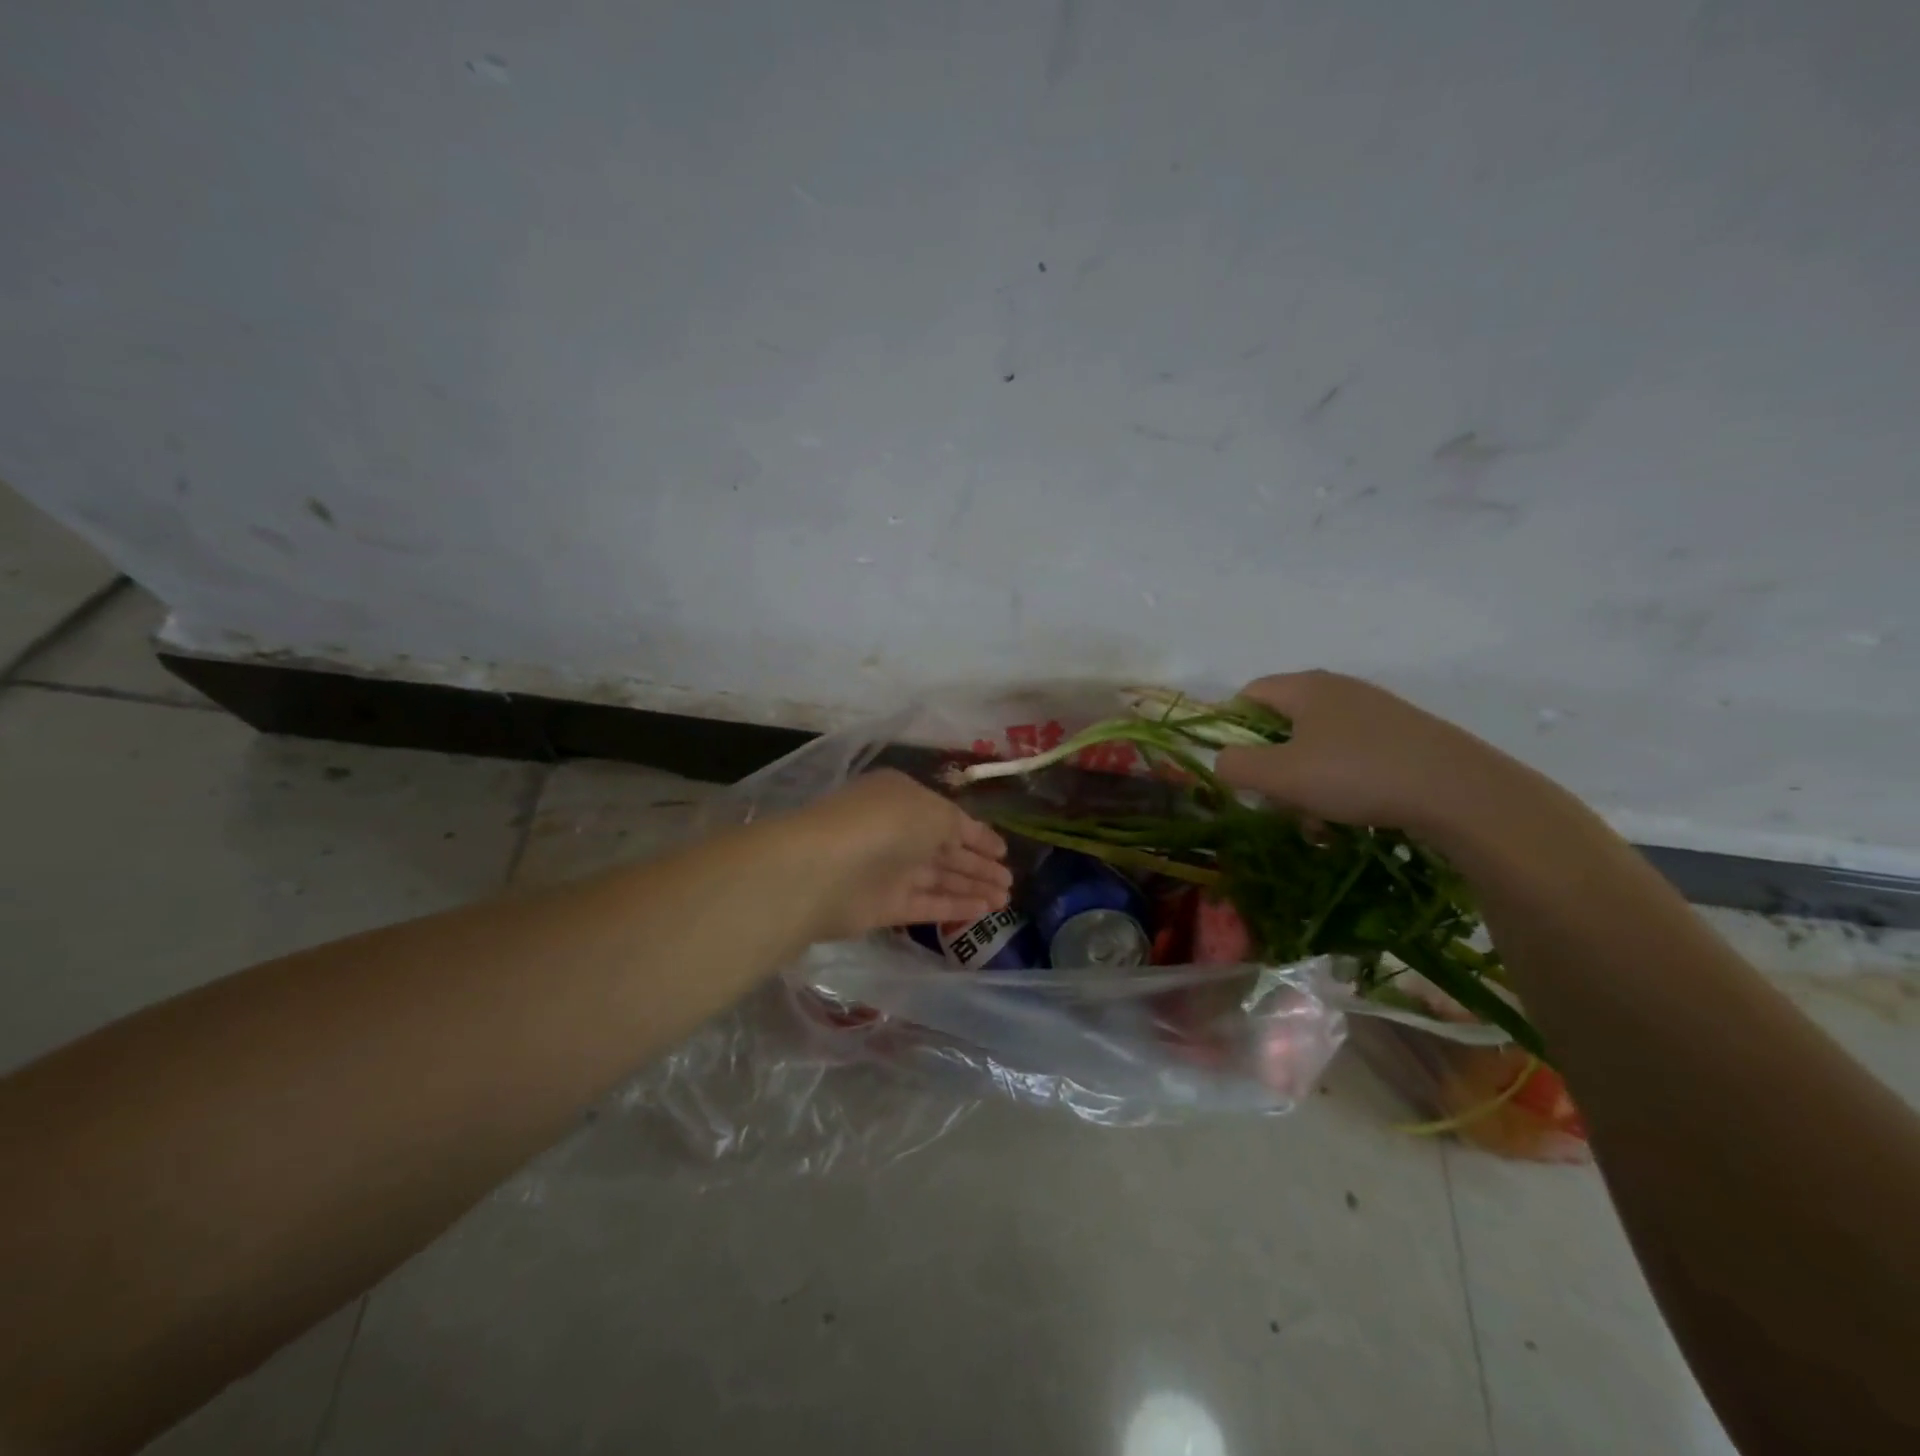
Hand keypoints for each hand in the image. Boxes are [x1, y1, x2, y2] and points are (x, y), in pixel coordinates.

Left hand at [784, 770, 1011, 941]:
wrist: (826, 869)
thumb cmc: (885, 824)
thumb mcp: (932, 811)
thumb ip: (956, 826)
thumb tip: (967, 838)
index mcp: (904, 799)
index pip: (949, 818)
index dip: (978, 835)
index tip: (1003, 851)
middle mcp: (896, 832)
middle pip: (945, 851)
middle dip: (978, 865)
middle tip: (1010, 881)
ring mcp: (888, 871)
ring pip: (939, 879)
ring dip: (972, 888)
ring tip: (1006, 900)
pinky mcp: (883, 906)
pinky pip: (926, 905)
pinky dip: (954, 907)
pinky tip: (984, 912)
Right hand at [1213, 671, 1521, 835]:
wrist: (1460, 791)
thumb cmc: (1356, 774)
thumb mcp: (1279, 776)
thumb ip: (1235, 766)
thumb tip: (1224, 762)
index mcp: (1305, 687)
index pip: (1248, 694)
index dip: (1230, 728)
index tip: (1235, 768)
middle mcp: (1339, 690)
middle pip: (1283, 725)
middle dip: (1271, 767)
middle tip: (1275, 803)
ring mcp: (1376, 712)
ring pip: (1318, 747)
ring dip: (1305, 785)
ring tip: (1315, 824)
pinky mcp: (1405, 737)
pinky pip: (1353, 758)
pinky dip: (1340, 786)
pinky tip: (1350, 819)